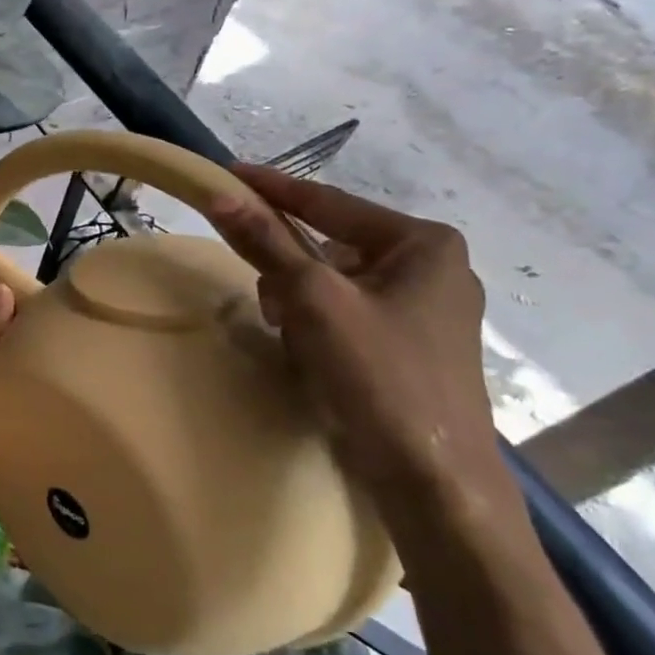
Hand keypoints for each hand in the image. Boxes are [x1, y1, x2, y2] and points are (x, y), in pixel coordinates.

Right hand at [206, 165, 509, 512]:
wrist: (432, 481)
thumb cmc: (379, 375)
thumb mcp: (313, 300)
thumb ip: (267, 242)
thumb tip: (222, 194)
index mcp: (423, 244)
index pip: (330, 203)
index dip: (273, 188)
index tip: (227, 173)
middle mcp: (432, 268)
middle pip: (330, 246)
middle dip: (290, 271)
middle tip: (271, 304)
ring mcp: (426, 311)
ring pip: (335, 283)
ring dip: (301, 303)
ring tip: (294, 339)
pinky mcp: (413, 347)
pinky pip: (348, 314)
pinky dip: (319, 327)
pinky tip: (313, 358)